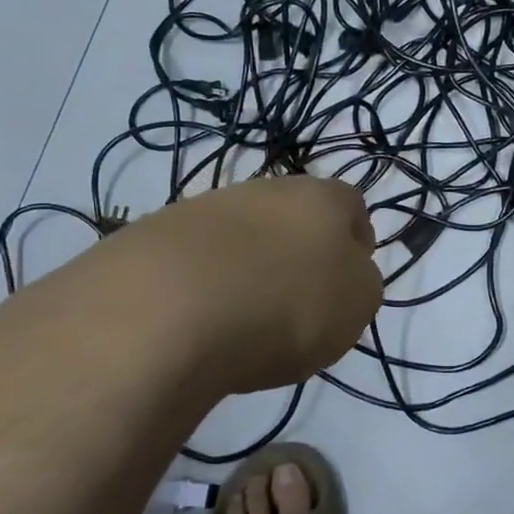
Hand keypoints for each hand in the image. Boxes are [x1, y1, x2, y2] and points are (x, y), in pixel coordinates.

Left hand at [16, 175, 382, 397]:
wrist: (165, 313)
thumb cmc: (284, 304)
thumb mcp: (357, 304)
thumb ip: (361, 281)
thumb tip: (344, 271)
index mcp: (321, 197)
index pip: (351, 206)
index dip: (354, 244)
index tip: (345, 285)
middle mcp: (264, 189)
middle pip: (292, 217)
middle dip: (297, 255)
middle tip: (294, 304)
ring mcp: (204, 208)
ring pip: (241, 236)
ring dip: (248, 269)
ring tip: (240, 323)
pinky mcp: (152, 236)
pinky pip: (195, 261)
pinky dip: (202, 288)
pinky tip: (196, 324)